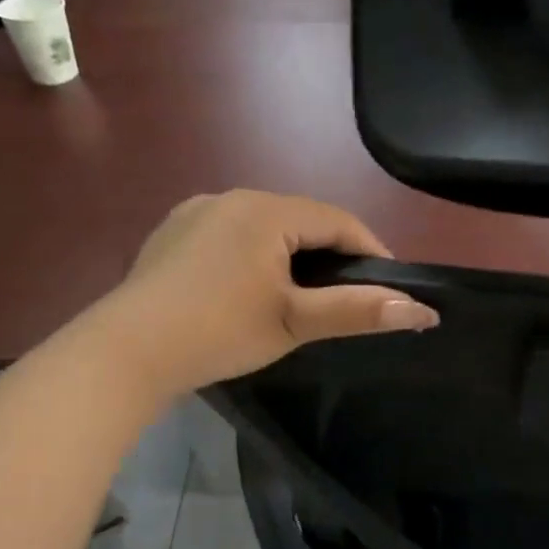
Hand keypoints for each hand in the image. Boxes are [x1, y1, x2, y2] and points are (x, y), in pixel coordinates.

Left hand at [94, 191, 435, 398]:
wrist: (126, 351)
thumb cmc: (220, 331)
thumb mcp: (295, 321)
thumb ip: (358, 310)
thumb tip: (421, 311)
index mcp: (266, 210)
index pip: (338, 221)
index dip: (370, 251)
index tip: (389, 285)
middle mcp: (231, 196)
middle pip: (301, 220)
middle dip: (330, 253)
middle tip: (346, 294)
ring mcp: (195, 212)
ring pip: (264, 226)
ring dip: (291, 253)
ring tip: (301, 293)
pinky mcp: (172, 233)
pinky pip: (230, 234)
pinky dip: (253, 255)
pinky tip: (247, 287)